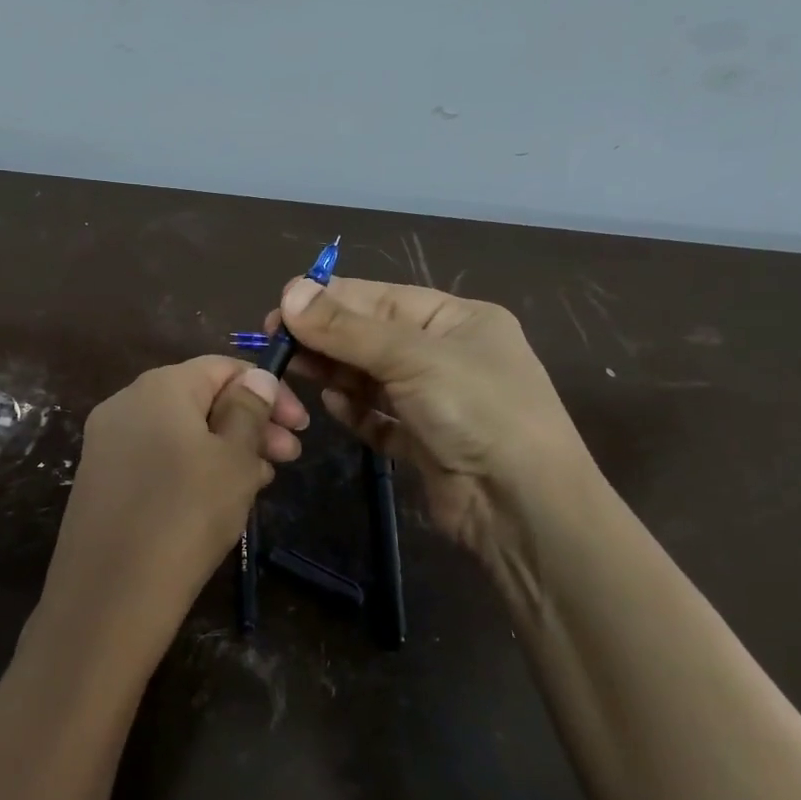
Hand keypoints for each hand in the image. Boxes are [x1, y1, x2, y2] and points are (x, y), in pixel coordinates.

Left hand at [32, 357, 307, 673]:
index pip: (222, 367)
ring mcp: (107, 443)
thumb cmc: (186, 515)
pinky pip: (158, 459)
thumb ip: (249, 410)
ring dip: (226, 449)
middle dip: (250, 423)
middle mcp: (125, 403)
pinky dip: (193, 469)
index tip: (301, 427)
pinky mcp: (101, 480)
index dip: (268, 390)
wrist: (109, 595)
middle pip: (200, 399)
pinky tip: (218, 500)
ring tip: (260, 483)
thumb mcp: (234, 459)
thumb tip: (257, 379)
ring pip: (181, 432)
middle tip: (289, 458)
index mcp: (159, 387)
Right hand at [267, 277, 595, 558]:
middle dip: (326, 338)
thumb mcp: (412, 358)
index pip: (380, 298)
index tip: (279, 308)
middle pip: (372, 337)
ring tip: (295, 371)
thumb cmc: (477, 411)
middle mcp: (447, 355)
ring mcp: (436, 402)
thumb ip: (347, 328)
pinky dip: (355, 411)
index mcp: (457, 320)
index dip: (329, 300)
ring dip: (335, 373)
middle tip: (276, 346)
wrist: (523, 507)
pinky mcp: (423, 443)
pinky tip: (332, 406)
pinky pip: (378, 417)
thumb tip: (289, 292)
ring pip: (371, 378)